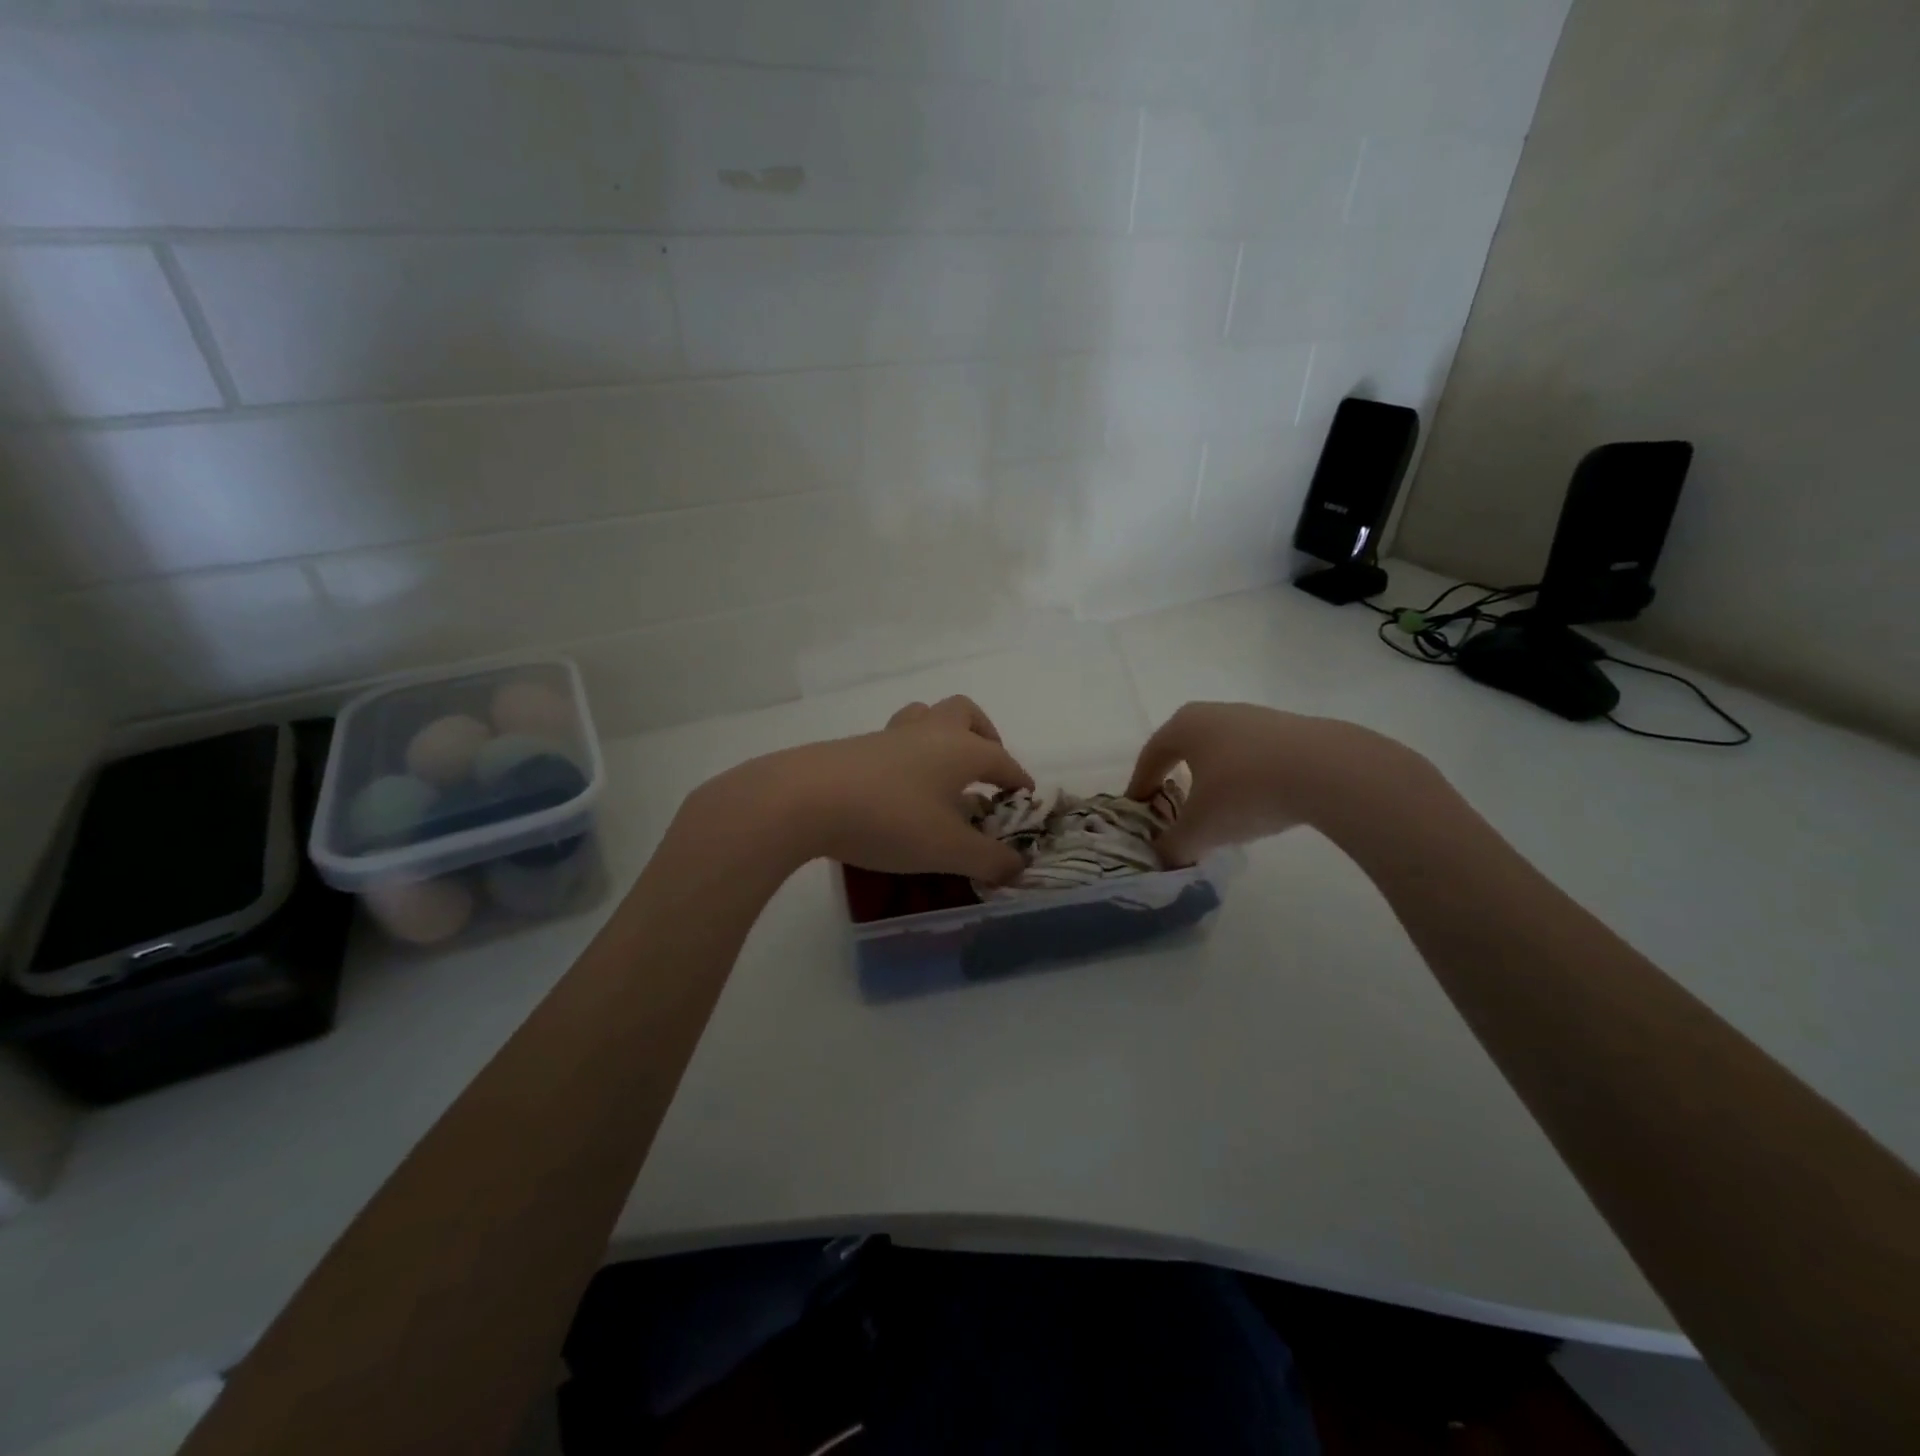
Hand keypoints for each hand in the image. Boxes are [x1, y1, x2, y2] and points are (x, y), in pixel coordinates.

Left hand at [690, 696, 1034, 883]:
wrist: (804, 799)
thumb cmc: (890, 819)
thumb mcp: (948, 850)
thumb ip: (988, 860)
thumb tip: (1018, 868)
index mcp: (960, 749)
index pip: (1002, 760)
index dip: (1018, 780)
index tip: (1024, 798)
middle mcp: (929, 732)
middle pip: (965, 713)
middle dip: (983, 736)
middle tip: (985, 769)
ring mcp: (889, 736)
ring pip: (925, 717)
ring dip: (942, 736)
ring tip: (942, 773)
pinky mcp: (856, 747)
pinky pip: (894, 741)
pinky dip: (907, 756)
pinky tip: (899, 789)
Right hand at [1126, 702, 1426, 864]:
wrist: (1329, 770)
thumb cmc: (1246, 791)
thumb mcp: (1200, 829)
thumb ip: (1173, 846)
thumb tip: (1164, 857)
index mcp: (1184, 726)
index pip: (1150, 755)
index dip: (1140, 784)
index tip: (1137, 808)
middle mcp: (1214, 713)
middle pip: (1184, 747)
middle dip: (1175, 776)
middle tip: (1173, 805)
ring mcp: (1254, 717)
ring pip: (1221, 750)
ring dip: (1213, 777)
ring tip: (1219, 808)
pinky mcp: (1290, 729)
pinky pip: (1253, 755)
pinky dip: (1246, 777)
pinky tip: (1258, 801)